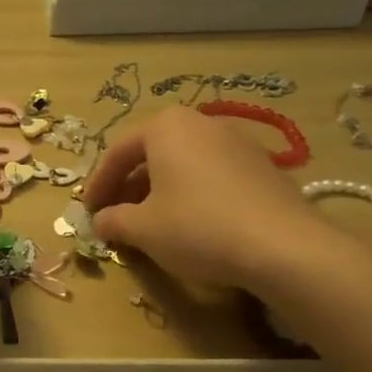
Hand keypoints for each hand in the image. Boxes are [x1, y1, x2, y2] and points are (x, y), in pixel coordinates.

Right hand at [85, 106, 331, 294]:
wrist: (284, 247)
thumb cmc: (197, 227)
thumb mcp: (142, 228)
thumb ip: (113, 220)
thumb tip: (100, 222)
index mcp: (166, 127)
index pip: (117, 152)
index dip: (97, 184)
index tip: (87, 211)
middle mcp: (201, 124)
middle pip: (151, 154)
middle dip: (128, 186)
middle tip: (114, 216)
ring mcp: (237, 142)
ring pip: (183, 164)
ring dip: (159, 191)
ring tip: (149, 223)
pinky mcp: (262, 167)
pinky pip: (211, 175)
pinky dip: (191, 194)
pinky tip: (189, 224)